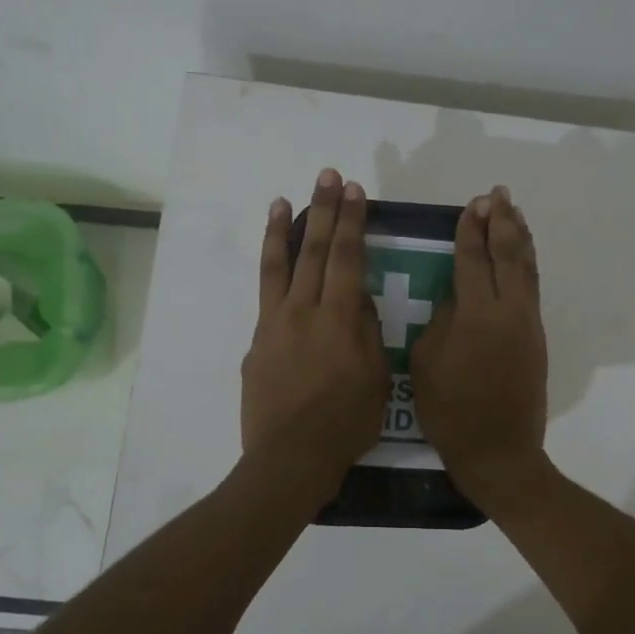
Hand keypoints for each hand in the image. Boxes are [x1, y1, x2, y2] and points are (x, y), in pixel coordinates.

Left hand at [241, 168, 388, 497]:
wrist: (289, 457)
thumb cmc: (344, 423)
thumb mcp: (377, 379)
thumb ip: (369, 333)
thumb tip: (360, 300)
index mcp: (340, 319)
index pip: (348, 258)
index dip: (352, 221)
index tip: (354, 191)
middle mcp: (304, 310)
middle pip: (315, 250)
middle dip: (324, 210)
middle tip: (327, 176)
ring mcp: (274, 323)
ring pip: (279, 265)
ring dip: (285, 230)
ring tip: (284, 200)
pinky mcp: (257, 340)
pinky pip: (265, 294)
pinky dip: (270, 270)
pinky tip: (275, 259)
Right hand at [410, 185, 548, 497]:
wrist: (499, 451)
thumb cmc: (451, 412)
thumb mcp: (426, 363)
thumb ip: (440, 321)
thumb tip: (454, 297)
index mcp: (476, 315)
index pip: (472, 260)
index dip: (470, 231)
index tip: (471, 205)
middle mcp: (508, 310)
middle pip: (507, 255)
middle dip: (500, 222)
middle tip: (495, 195)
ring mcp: (527, 323)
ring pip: (526, 268)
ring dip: (520, 236)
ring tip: (514, 211)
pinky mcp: (536, 337)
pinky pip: (532, 288)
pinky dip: (528, 263)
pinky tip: (522, 253)